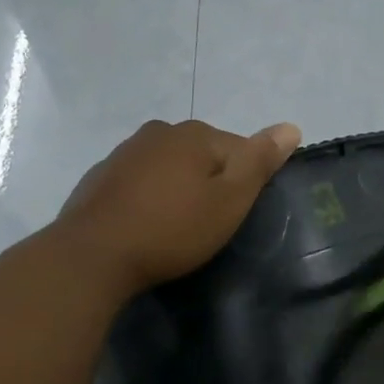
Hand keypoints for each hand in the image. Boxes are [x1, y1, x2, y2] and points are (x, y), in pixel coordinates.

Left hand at [58, 119, 301, 295]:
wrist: (93, 255)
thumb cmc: (172, 229)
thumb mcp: (229, 201)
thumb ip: (260, 162)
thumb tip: (291, 127)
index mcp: (195, 134)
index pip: (239, 149)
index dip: (244, 184)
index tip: (235, 215)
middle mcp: (159, 132)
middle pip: (202, 155)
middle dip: (210, 182)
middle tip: (208, 224)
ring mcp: (125, 152)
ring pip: (169, 167)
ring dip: (178, 189)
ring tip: (177, 227)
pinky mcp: (101, 176)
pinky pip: (140, 182)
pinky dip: (149, 197)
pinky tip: (146, 225)